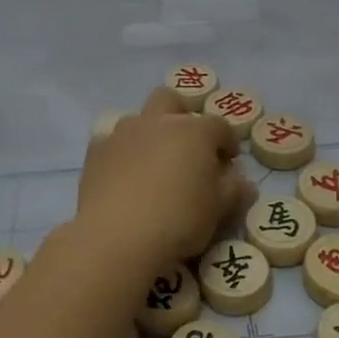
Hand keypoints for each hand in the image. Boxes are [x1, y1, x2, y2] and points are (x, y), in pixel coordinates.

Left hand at [77, 88, 255, 268]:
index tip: (229, 162)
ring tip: (153, 166)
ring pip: (139, 119)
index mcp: (193, 131)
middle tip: (188, 148)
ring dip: (149, 134)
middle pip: (171, 100)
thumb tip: (243, 181)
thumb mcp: (217, 211)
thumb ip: (233, 191)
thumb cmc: (178, 220)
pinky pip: (112, 142)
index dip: (227, 142)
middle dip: (182, 116)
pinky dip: (122, 153)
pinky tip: (123, 178)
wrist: (116, 236)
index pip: (219, 126)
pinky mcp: (95, 151)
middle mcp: (157, 122)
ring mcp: (122, 133)